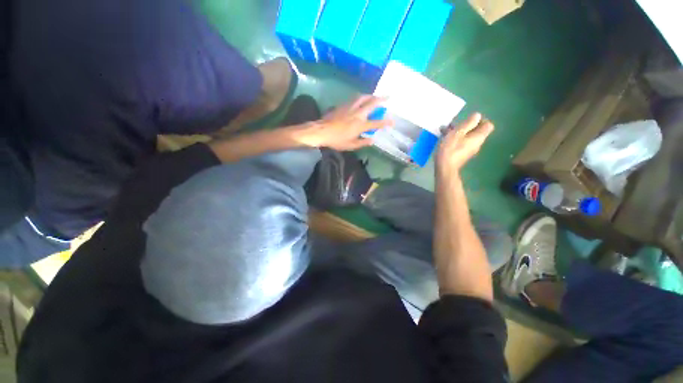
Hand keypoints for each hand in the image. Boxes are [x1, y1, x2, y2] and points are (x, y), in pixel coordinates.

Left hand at [293, 95, 392, 150]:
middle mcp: (358, 114)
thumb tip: (372, 140)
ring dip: (371, 95)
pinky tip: (361, 99)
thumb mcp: (351, 145)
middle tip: (388, 96)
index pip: (376, 123)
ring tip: (375, 96)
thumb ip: (363, 143)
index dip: (386, 123)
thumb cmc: (337, 140)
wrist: (322, 131)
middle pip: (372, 103)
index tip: (392, 122)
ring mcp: (350, 107)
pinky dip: (361, 97)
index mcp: (360, 125)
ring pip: (363, 97)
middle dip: (382, 99)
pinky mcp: (343, 105)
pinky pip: (355, 98)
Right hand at [436, 113, 493, 172]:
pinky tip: (443, 138)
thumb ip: (468, 123)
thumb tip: (477, 116)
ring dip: (457, 132)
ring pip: (466, 137)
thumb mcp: (458, 132)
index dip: (480, 120)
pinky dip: (454, 139)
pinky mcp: (461, 154)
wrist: (444, 168)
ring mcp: (468, 150)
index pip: (488, 125)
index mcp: (479, 137)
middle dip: (465, 126)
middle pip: (476, 131)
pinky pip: (460, 143)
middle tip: (453, 124)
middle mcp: (477, 143)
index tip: (467, 120)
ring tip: (444, 130)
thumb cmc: (451, 149)